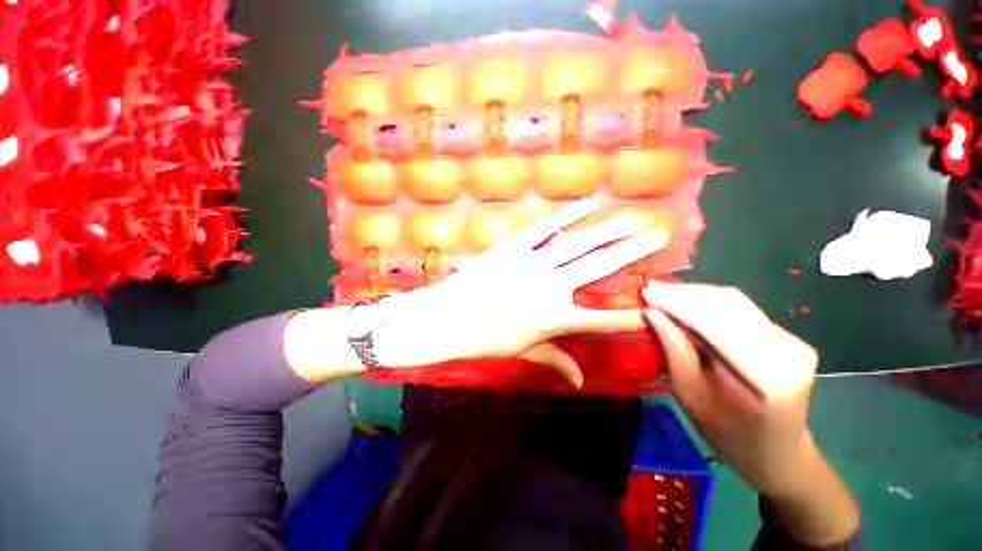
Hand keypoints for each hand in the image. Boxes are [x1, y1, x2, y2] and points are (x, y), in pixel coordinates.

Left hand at [378, 196, 668, 386]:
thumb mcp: (523, 351)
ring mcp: (532, 263)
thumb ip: (555, 361)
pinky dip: (567, 215)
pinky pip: (545, 228)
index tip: (657, 308)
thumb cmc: (485, 339)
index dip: (630, 316)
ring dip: (608, 230)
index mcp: (553, 319)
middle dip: (632, 252)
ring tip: (633, 219)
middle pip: (598, 267)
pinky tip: (588, 204)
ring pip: (578, 244)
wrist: (448, 318)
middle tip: (658, 236)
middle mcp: (550, 288)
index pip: (601, 320)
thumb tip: (580, 381)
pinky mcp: (514, 247)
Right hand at [642, 281, 860, 544]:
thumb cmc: (728, 434)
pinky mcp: (791, 339)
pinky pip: (744, 311)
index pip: (714, 323)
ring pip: (736, 303)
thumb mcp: (691, 396)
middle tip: (652, 289)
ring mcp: (794, 343)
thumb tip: (652, 312)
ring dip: (696, 296)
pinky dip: (711, 305)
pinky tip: (690, 305)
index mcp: (764, 378)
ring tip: (665, 294)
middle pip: (728, 304)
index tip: (647, 292)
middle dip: (685, 294)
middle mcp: (787, 353)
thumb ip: (674, 350)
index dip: (677, 303)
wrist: (779, 454)